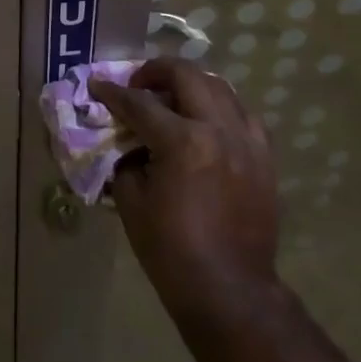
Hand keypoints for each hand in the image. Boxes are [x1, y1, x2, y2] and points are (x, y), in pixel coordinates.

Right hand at [92, 58, 283, 321]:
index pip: (139, 103)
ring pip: (219, 87)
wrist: (229, 290)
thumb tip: (125, 140)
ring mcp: (247, 141)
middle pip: (185, 75)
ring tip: (172, 97)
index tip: (96, 85)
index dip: (112, 92)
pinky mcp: (264, 157)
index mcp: (182, 142)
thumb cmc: (171, 250)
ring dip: (190, 84)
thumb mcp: (131, 202)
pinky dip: (221, 108)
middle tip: (137, 85)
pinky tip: (207, 122)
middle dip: (154, 71)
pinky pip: (243, 115)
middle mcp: (218, 129)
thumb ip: (125, 159)